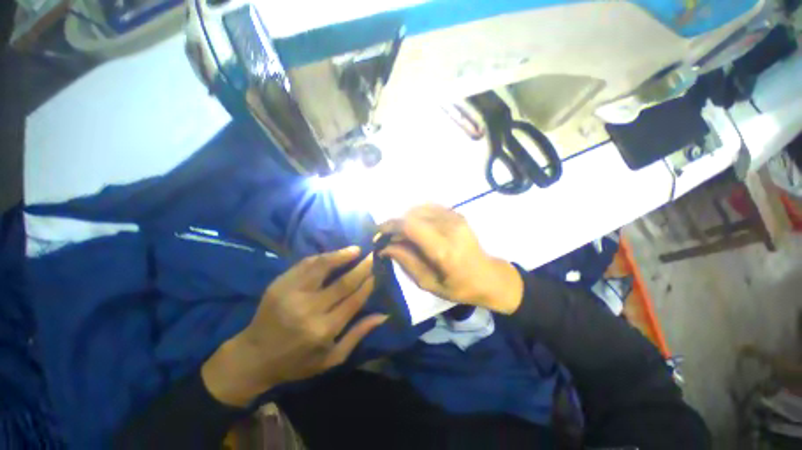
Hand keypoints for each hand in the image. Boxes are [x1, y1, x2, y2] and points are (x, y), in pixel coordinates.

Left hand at [202, 247, 386, 406]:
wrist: (253, 357)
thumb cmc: (296, 362)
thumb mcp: (331, 359)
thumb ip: (358, 335)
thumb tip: (383, 315)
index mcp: (323, 330)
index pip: (354, 300)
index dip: (368, 284)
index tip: (378, 272)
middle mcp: (309, 310)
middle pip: (342, 282)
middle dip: (361, 267)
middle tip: (373, 256)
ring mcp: (292, 294)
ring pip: (322, 267)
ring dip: (342, 256)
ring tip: (356, 250)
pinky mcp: (279, 284)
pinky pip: (305, 264)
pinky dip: (322, 257)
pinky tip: (334, 254)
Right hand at [378, 204, 522, 314]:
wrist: (489, 277)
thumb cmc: (459, 287)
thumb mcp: (429, 283)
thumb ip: (406, 261)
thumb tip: (385, 247)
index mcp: (443, 249)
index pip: (409, 225)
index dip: (390, 225)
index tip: (377, 233)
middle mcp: (449, 227)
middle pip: (412, 214)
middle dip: (395, 224)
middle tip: (389, 238)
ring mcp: (455, 217)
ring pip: (419, 208)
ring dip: (406, 219)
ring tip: (402, 234)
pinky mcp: (457, 214)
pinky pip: (430, 207)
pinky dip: (417, 215)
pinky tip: (416, 228)